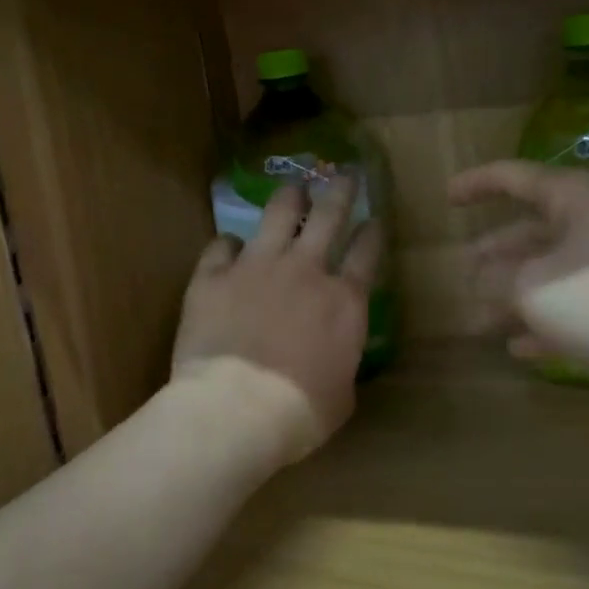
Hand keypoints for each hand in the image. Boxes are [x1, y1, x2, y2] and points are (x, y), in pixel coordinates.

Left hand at [172, 179, 381, 463]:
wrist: (236, 409)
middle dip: (341, 191)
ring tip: (294, 188)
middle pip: (329, 215)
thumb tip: (335, 356)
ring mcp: (257, 266)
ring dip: (290, 197)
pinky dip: (228, 245)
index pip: (366, 252)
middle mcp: (305, 270)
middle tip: (345, 175)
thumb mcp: (342, 395)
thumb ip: (342, 361)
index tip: (374, 220)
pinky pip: (221, 245)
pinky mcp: (215, 275)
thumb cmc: (300, 412)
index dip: (372, 232)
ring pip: (278, 213)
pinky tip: (229, 247)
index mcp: (343, 300)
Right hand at [450, 160, 588, 379]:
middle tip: (462, 277)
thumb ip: (494, 281)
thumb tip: (480, 279)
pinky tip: (524, 350)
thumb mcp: (532, 288)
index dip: (476, 184)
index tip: (447, 197)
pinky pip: (581, 308)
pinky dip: (549, 324)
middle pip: (533, 232)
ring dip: (515, 298)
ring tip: (480, 324)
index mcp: (574, 199)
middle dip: (494, 257)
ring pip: (555, 274)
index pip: (513, 178)